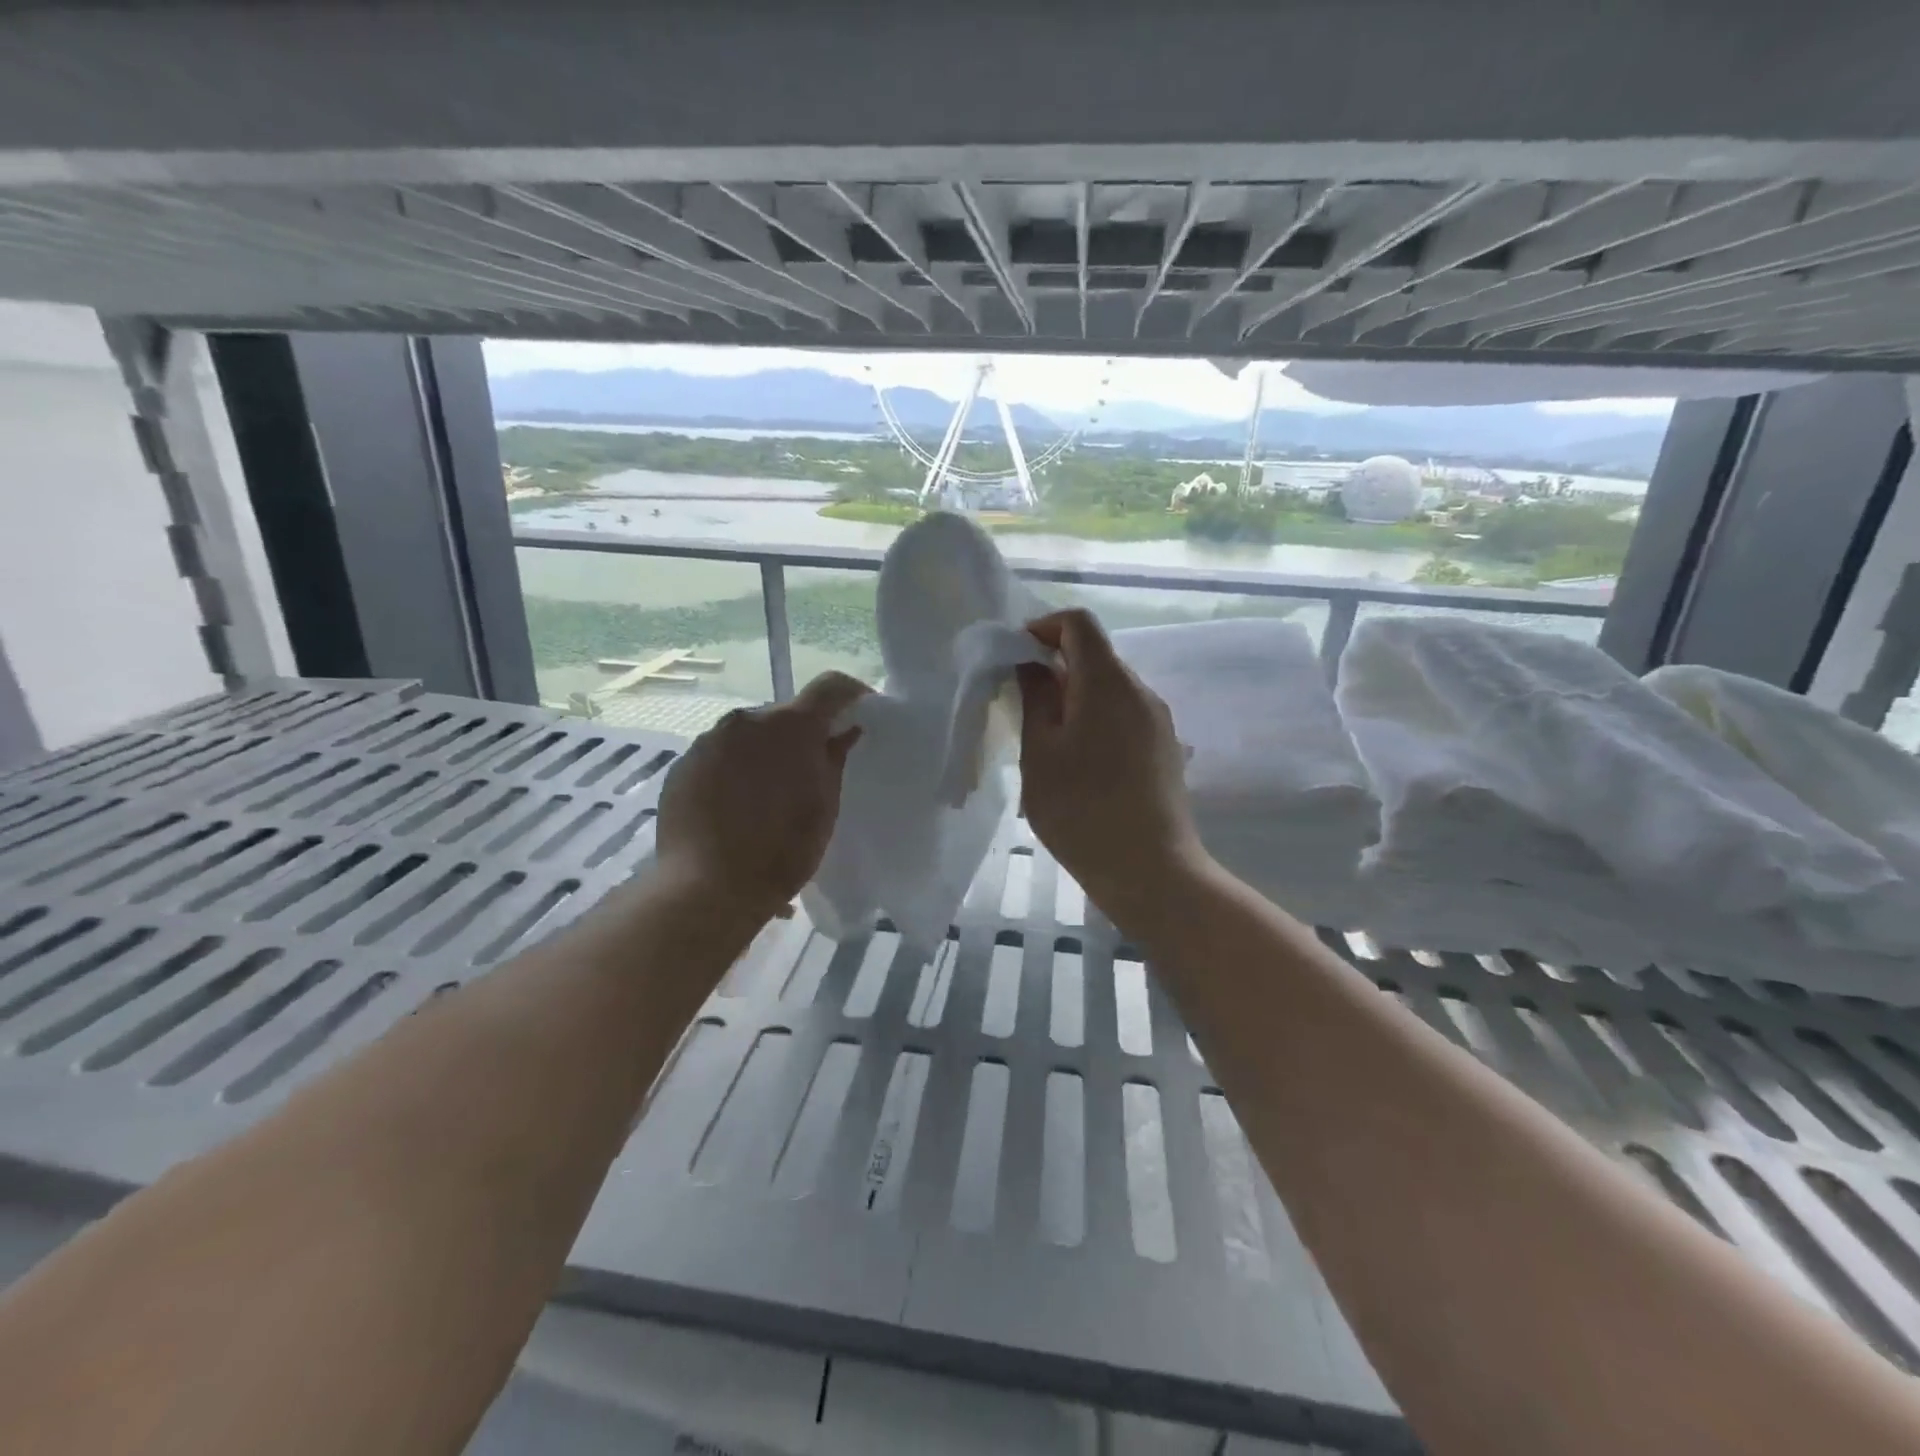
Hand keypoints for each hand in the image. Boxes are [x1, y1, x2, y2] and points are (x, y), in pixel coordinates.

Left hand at [655, 673, 867, 917]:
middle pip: (785, 714)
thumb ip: (834, 760)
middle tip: (810, 770)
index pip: (830, 687)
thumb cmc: (782, 850)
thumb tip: (844, 732)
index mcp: (791, 725)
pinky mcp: (683, 764)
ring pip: (750, 735)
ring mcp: (709, 740)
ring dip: (765, 752)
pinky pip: (720, 755)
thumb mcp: (824, 807)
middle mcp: (747, 720)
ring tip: (768, 796)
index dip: (850, 694)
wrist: (707, 888)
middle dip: (802, 735)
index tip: (860, 712)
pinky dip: (735, 769)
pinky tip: (736, 807)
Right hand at [1016, 610, 1205, 907]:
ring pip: (1109, 688)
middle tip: (1022, 705)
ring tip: (1048, 741)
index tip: (1015, 659)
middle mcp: (1140, 691)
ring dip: (1075, 697)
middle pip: (1095, 655)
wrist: (1151, 871)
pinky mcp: (1165, 749)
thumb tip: (1032, 665)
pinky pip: (1125, 715)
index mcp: (1107, 682)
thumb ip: (1034, 698)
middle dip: (1054, 666)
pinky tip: (1081, 764)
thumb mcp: (1040, 753)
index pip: (1078, 623)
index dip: (1042, 628)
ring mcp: (1158, 721)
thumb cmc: (1082, 810)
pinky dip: (1096, 719)